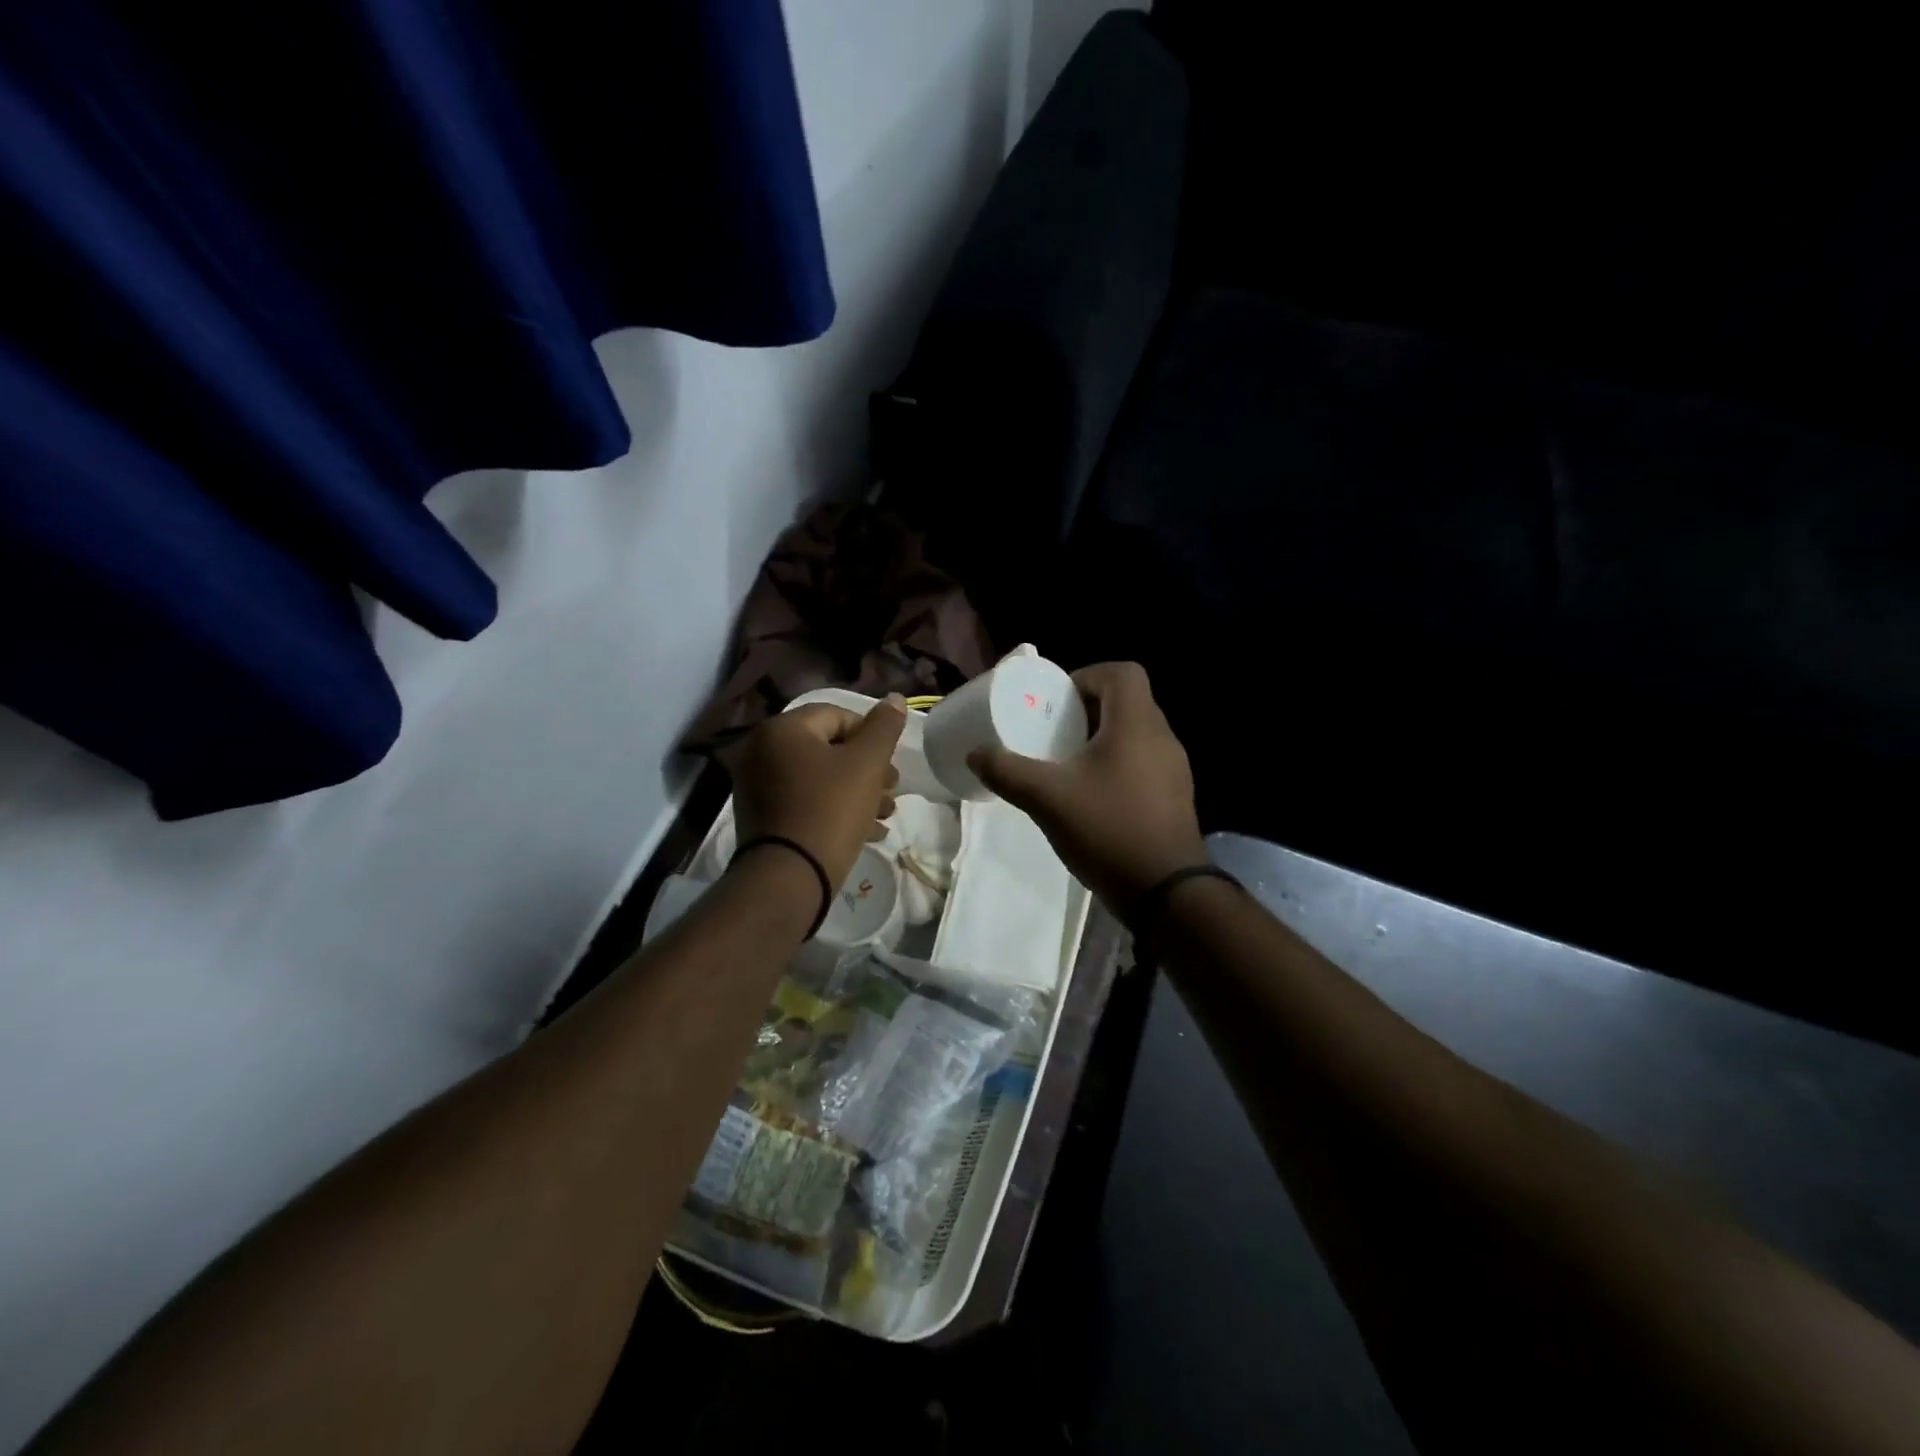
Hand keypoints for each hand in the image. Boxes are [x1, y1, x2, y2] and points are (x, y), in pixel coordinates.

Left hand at [722, 697, 905, 889]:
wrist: (788, 878)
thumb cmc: (830, 811)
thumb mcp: (867, 765)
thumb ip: (884, 728)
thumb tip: (895, 698)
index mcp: (783, 729)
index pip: (838, 716)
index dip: (872, 737)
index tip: (890, 767)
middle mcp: (762, 751)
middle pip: (828, 749)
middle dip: (867, 769)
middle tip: (892, 791)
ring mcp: (758, 786)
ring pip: (819, 779)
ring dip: (857, 792)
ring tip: (885, 815)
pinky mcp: (762, 818)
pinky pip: (805, 802)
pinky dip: (834, 810)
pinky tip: (866, 833)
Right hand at [968, 662, 1205, 907]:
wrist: (1166, 893)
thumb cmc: (1108, 830)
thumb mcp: (1047, 799)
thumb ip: (1008, 771)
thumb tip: (975, 753)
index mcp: (1136, 725)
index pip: (1122, 673)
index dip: (1087, 676)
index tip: (1057, 701)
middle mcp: (1162, 738)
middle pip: (1127, 702)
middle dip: (1087, 709)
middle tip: (1053, 731)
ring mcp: (1173, 769)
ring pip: (1135, 734)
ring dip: (1101, 738)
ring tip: (1067, 762)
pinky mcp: (1174, 797)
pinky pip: (1143, 762)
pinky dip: (1116, 764)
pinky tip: (1091, 795)